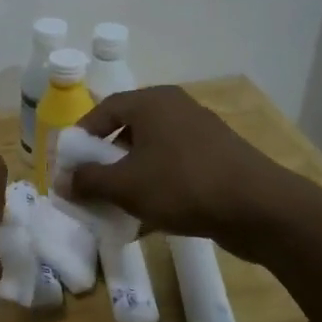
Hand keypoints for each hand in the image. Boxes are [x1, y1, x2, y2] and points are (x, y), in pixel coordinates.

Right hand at [69, 87, 307, 260]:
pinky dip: (156, 187)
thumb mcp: (125, 185)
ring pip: (152, 152)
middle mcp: (176, 109)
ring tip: (116, 205)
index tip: (69, 162)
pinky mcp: (218, 159)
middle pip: (128, 130)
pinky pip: (174, 168)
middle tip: (91, 184)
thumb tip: (62, 181)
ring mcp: (201, 134)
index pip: (105, 109)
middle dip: (105, 160)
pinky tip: (148, 219)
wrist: (259, 208)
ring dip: (130, 177)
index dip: (82, 135)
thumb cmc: (182, 185)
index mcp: (152, 102)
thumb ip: (89, 180)